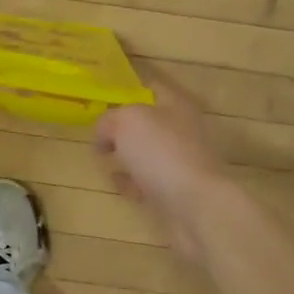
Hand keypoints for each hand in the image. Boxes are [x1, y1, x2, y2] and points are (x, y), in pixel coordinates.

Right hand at [94, 73, 231, 260]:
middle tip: (98, 128)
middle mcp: (183, 131)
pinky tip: (115, 180)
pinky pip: (148, 181)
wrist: (196, 206)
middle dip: (125, 125)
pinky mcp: (176, 192)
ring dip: (128, 153)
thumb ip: (109, 120)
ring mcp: (181, 163)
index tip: (106, 91)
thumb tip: (104, 135)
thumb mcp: (127, 121)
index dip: (130, 87)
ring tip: (102, 154)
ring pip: (149, 152)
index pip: (152, 88)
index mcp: (177, 106)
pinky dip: (132, 180)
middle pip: (150, 122)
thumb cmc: (162, 152)